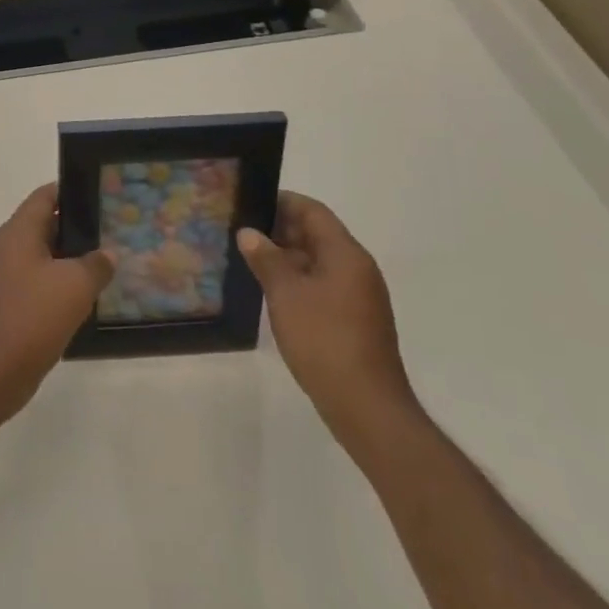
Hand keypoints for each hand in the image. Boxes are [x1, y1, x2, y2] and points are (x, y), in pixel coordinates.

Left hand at [0, 183, 114, 422]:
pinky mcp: (7, 301)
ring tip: (103, 263)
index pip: (46, 196)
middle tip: (110, 231)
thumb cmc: (34, 316)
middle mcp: (7, 246)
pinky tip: (83, 295)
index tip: (101, 196)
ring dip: (69, 258)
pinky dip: (58, 282)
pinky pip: (37, 280)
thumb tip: (107, 254)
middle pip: (44, 224)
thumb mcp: (76, 285)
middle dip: (76, 227)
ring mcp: (4, 275)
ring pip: (42, 255)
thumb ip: (96, 264)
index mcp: (18, 231)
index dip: (72, 191)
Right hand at [237, 192, 419, 456]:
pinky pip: (324, 285)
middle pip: (318, 234)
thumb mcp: (286, 294)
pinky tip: (274, 293)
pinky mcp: (356, 320)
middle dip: (281, 230)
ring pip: (319, 261)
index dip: (282, 202)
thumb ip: (266, 259)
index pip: (313, 211)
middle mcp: (357, 268)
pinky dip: (300, 280)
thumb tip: (249, 233)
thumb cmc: (324, 340)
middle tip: (243, 232)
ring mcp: (359, 296)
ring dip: (288, 257)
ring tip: (251, 261)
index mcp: (346, 254)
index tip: (250, 202)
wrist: (366, 406)